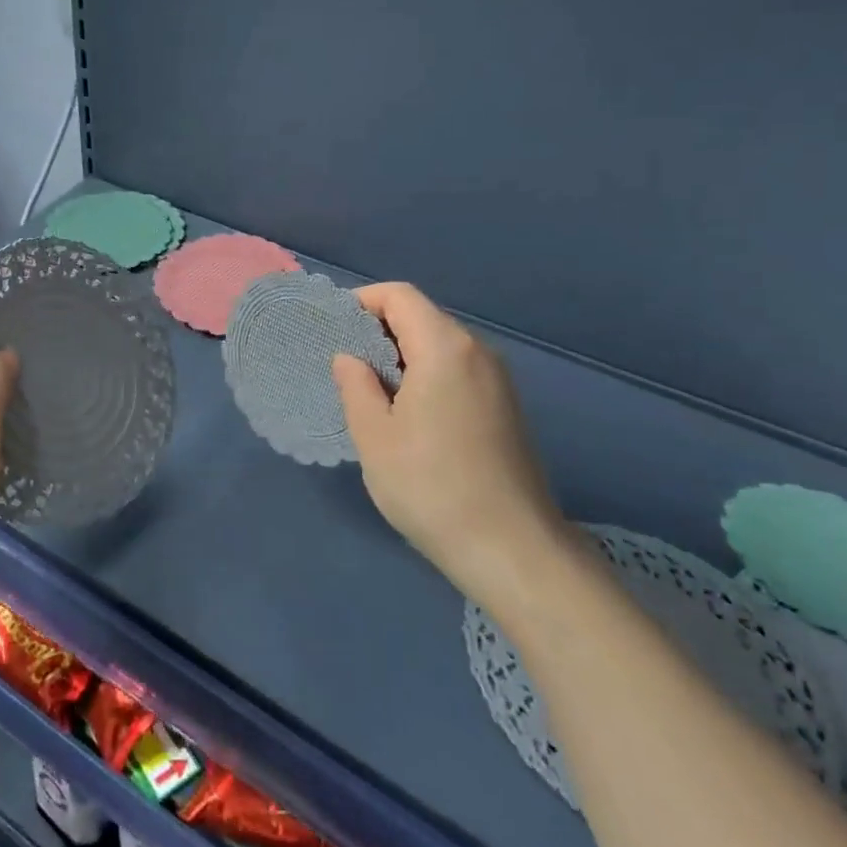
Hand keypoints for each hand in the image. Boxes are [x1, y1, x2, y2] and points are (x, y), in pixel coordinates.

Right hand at [333, 283, 569, 611]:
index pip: (400, 296)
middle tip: (345, 365)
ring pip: (441, 345)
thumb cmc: (431, 487)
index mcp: (444, 348)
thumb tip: (348, 357)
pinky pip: (458, 370)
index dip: (362, 302)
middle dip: (379, 330)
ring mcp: (498, 380)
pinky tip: (408, 415)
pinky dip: (427, 375)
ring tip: (371, 392)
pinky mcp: (506, 407)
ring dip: (402, 355)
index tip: (334, 331)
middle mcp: (478, 352)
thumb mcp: (374, 436)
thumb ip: (355, 385)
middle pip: (422, 316)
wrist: (513, 550)